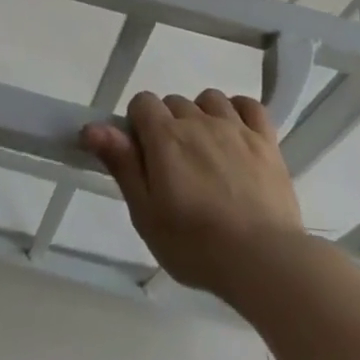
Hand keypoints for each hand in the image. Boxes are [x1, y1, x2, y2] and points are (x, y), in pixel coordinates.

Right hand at [80, 89, 302, 301]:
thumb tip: (93, 126)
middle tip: (173, 167)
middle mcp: (199, 121)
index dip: (137, 124)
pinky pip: (249, 105)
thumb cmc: (195, 245)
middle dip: (168, 125)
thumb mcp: (146, 213)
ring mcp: (236, 127)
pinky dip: (238, 111)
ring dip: (201, 115)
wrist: (263, 259)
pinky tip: (235, 133)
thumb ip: (122, 164)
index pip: (142, 102)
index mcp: (165, 137)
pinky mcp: (266, 140)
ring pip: (210, 99)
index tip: (143, 156)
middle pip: (174, 102)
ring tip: (205, 152)